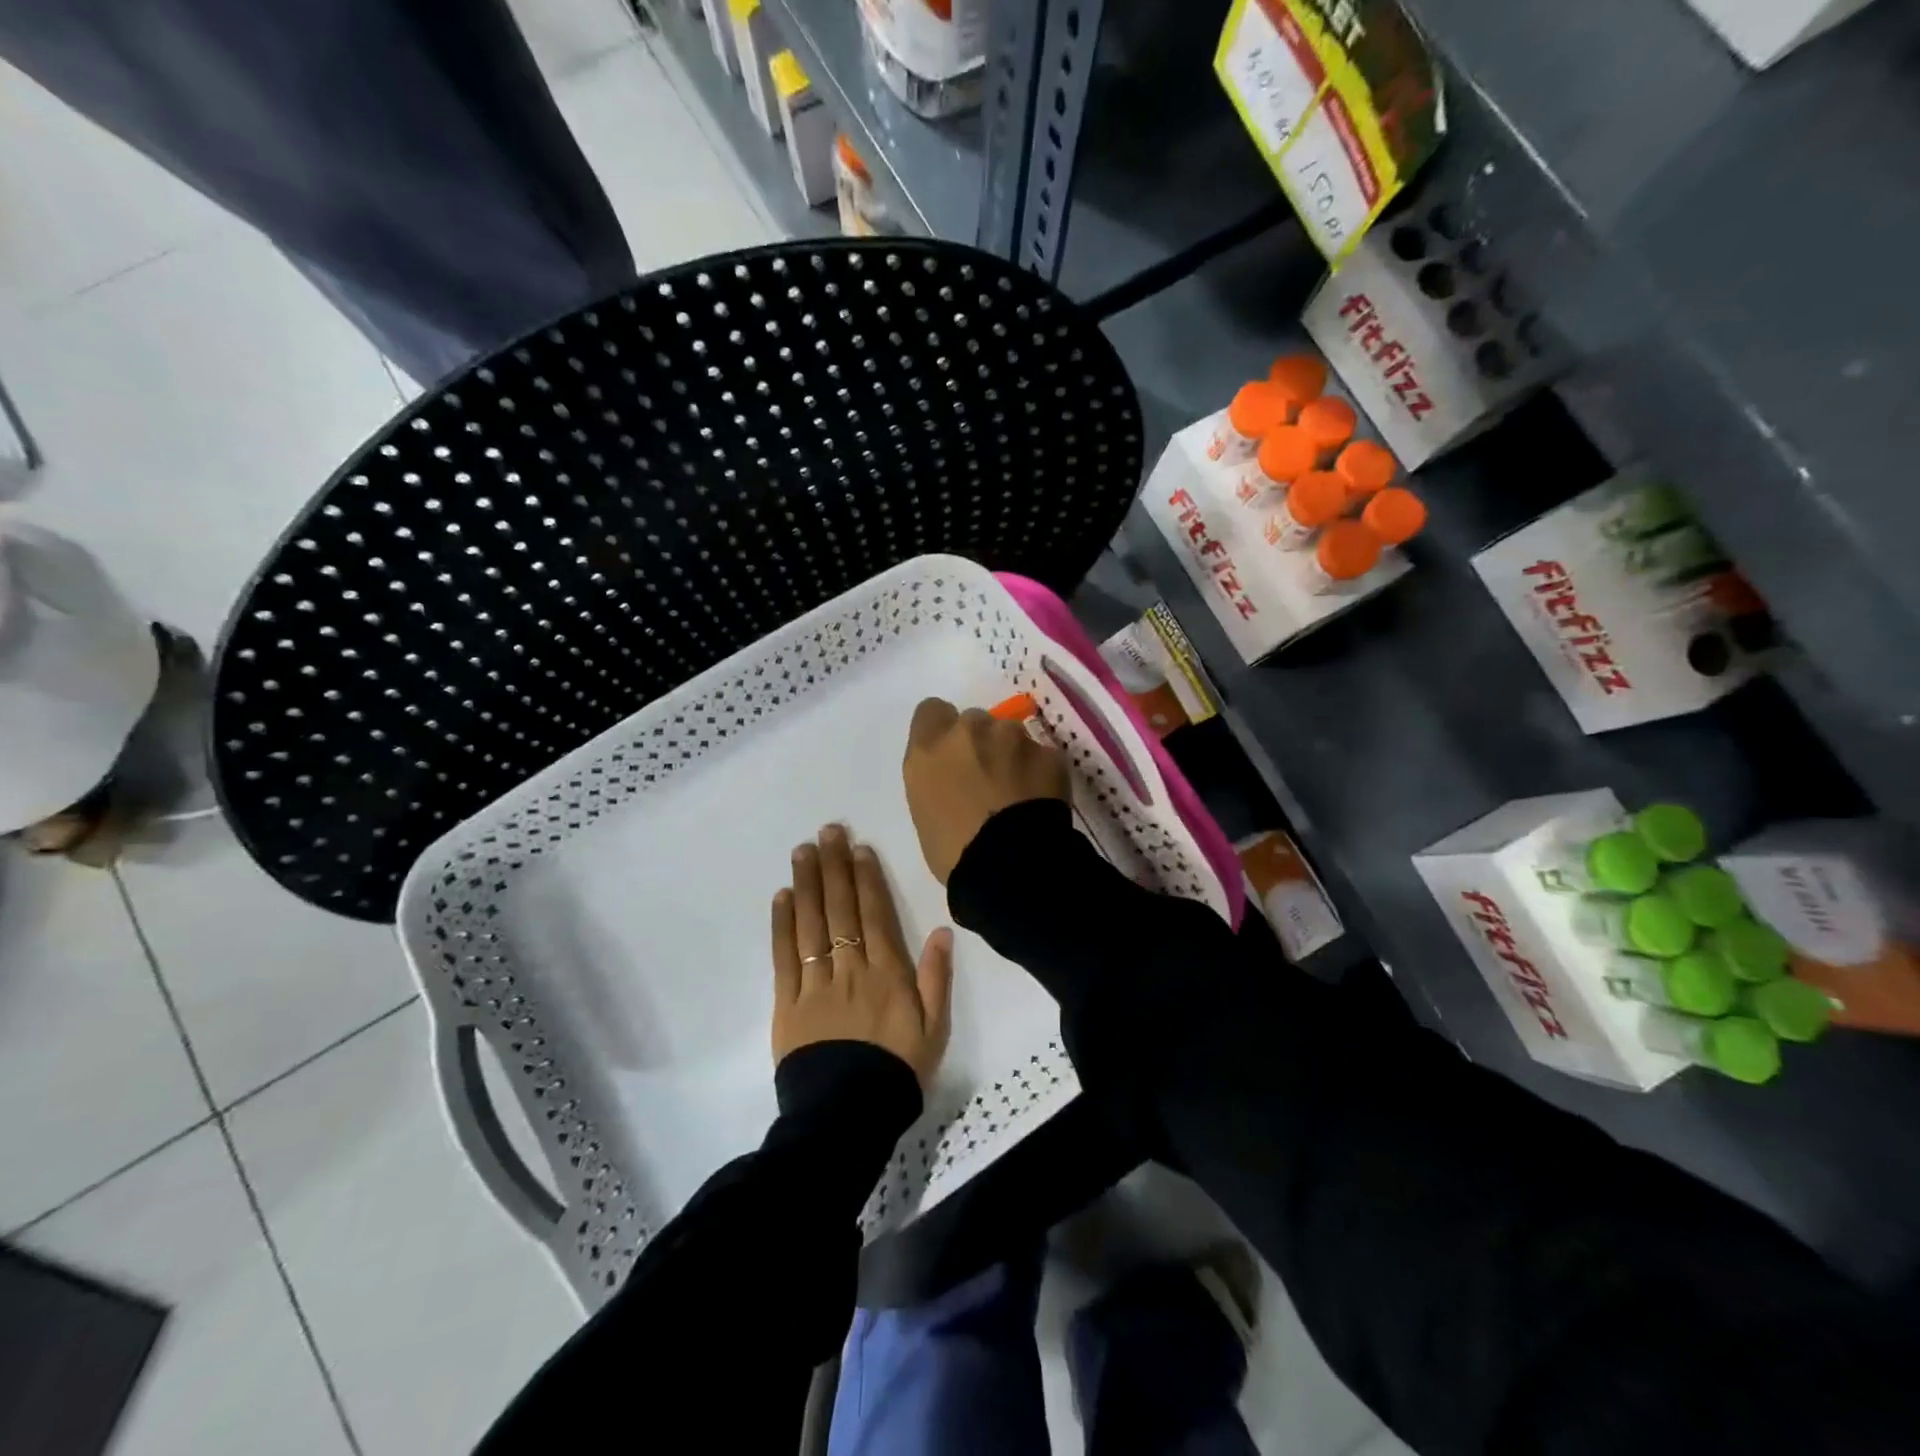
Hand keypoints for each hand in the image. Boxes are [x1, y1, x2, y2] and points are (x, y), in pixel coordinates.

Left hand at [771, 825, 953, 1089]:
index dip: (866, 878)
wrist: (847, 1118)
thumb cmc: (897, 1071)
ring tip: (803, 851)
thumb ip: (936, 977)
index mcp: (887, 973)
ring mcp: (815, 983)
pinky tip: (782, 897)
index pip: (874, 914)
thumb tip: (941, 929)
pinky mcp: (787, 1003)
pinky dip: (782, 924)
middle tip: (827, 831)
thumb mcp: (934, 1029)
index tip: (858, 847)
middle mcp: (850, 968)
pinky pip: (784, 956)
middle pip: (841, 909)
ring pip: (811, 924)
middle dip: (834, 866)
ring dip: (807, 884)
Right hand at [903, 697, 1070, 883]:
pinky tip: (1040, 800)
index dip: (941, 729)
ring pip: (1011, 735)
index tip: (949, 754)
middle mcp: (969, 731)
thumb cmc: (954, 851)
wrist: (1009, 866)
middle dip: (979, 743)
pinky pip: (1041, 755)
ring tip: (1018, 792)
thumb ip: (935, 777)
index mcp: (930, 748)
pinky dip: (1040, 771)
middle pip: (974, 721)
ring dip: (1012, 754)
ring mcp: (1013, 737)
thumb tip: (953, 775)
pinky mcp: (1048, 752)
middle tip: (986, 778)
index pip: (931, 711)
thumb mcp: (924, 810)